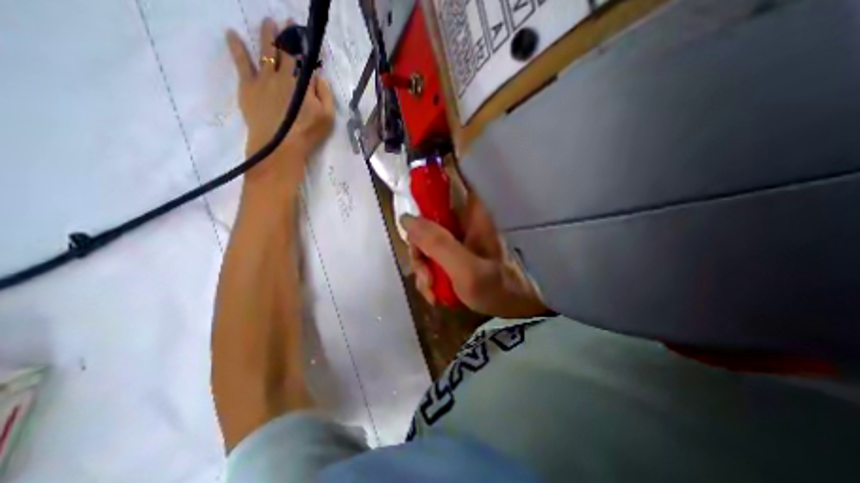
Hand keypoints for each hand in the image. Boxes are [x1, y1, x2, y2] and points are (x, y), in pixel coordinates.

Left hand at [226, 20, 332, 183]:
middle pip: (285, 50)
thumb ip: (325, 94)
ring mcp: (263, 78)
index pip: (304, 58)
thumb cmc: (307, 133)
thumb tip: (318, 76)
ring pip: (265, 51)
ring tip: (268, 22)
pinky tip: (232, 34)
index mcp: (301, 82)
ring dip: (267, 35)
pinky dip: (236, 47)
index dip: (305, 45)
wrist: (280, 145)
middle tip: (288, 22)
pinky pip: (241, 62)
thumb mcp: (327, 117)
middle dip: (288, 35)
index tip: (306, 34)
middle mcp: (282, 74)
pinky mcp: (248, 86)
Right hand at [406, 178, 550, 318]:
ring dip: (422, 268)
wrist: (512, 312)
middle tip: (425, 274)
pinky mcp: (453, 255)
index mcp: (471, 214)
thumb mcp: (467, 269)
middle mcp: (462, 222)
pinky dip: (428, 276)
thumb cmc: (497, 289)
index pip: (442, 187)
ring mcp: (457, 239)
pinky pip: (431, 257)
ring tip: (431, 289)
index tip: (410, 226)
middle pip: (426, 221)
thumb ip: (438, 244)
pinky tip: (434, 293)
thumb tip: (406, 219)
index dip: (421, 197)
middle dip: (419, 250)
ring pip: (425, 242)